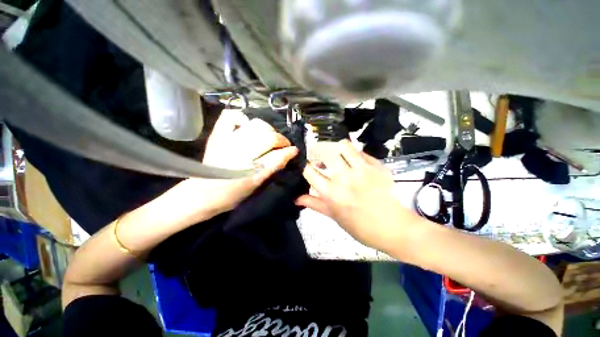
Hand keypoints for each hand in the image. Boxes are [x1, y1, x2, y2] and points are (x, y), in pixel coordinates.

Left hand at [164, 110, 297, 225]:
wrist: (203, 194)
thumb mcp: (257, 184)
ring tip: (267, 137)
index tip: (293, 150)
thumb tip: (291, 153)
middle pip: (268, 136)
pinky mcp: (218, 135)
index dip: (288, 150)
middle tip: (281, 145)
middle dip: (280, 139)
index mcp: (250, 169)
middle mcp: (239, 151)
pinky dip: (242, 118)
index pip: (277, 154)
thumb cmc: (233, 194)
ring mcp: (227, 140)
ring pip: (256, 124)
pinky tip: (247, 126)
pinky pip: (231, 116)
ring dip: (267, 129)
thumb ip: (274, 167)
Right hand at [296, 140, 425, 254]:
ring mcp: (362, 170)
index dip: (305, 166)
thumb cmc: (361, 227)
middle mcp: (344, 178)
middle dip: (318, 152)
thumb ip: (314, 203)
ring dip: (335, 148)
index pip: (310, 171)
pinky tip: (352, 160)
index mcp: (331, 193)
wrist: (394, 228)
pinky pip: (360, 151)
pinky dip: (352, 153)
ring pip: (343, 146)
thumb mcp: (334, 217)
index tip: (307, 165)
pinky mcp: (377, 166)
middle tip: (319, 158)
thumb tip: (295, 198)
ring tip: (335, 155)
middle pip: (324, 152)